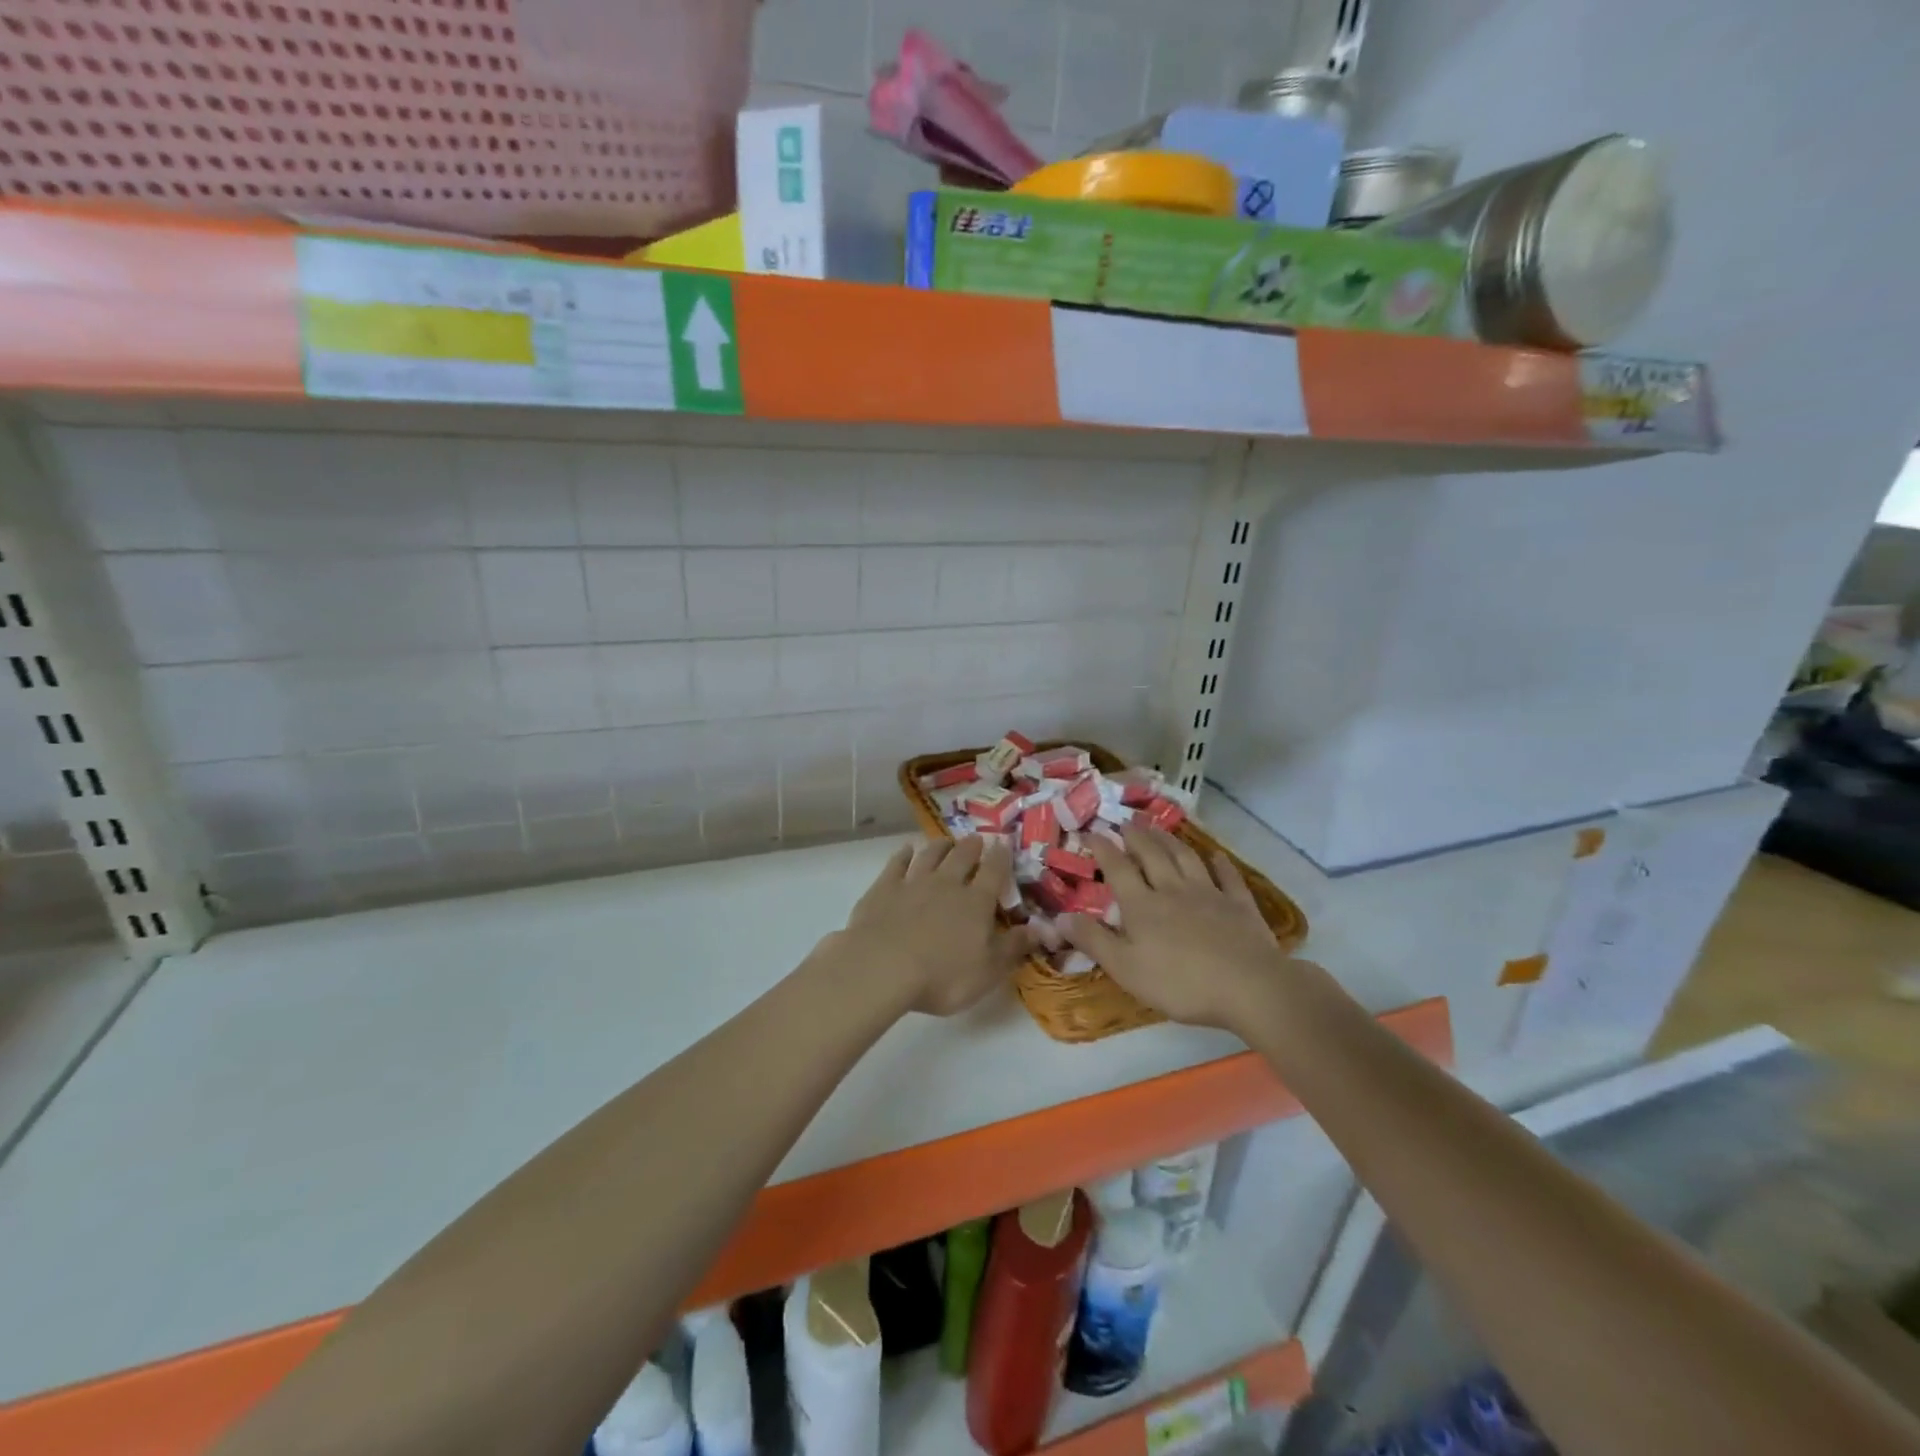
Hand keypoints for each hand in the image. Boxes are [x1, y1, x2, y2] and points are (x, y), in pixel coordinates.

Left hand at [826, 837, 1031, 1016]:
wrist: (882, 967)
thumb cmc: (942, 976)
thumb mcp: (987, 971)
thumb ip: (1013, 948)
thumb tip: (1037, 930)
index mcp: (976, 902)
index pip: (994, 872)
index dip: (1001, 857)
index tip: (1004, 844)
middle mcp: (946, 884)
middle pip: (962, 857)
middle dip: (971, 847)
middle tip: (976, 839)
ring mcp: (913, 882)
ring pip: (930, 855)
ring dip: (940, 846)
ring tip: (946, 841)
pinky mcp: (884, 888)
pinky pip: (896, 864)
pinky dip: (903, 855)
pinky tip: (906, 851)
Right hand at [1061, 824, 1290, 1033]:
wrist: (1248, 986)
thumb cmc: (1179, 983)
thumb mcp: (1125, 968)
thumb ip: (1093, 940)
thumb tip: (1059, 916)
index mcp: (1142, 905)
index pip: (1118, 868)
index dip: (1103, 848)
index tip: (1091, 831)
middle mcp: (1173, 889)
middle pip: (1152, 855)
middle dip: (1136, 836)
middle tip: (1126, 820)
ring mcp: (1209, 894)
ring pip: (1186, 858)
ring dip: (1170, 840)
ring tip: (1159, 828)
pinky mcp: (1239, 905)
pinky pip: (1228, 877)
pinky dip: (1220, 863)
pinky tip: (1215, 855)